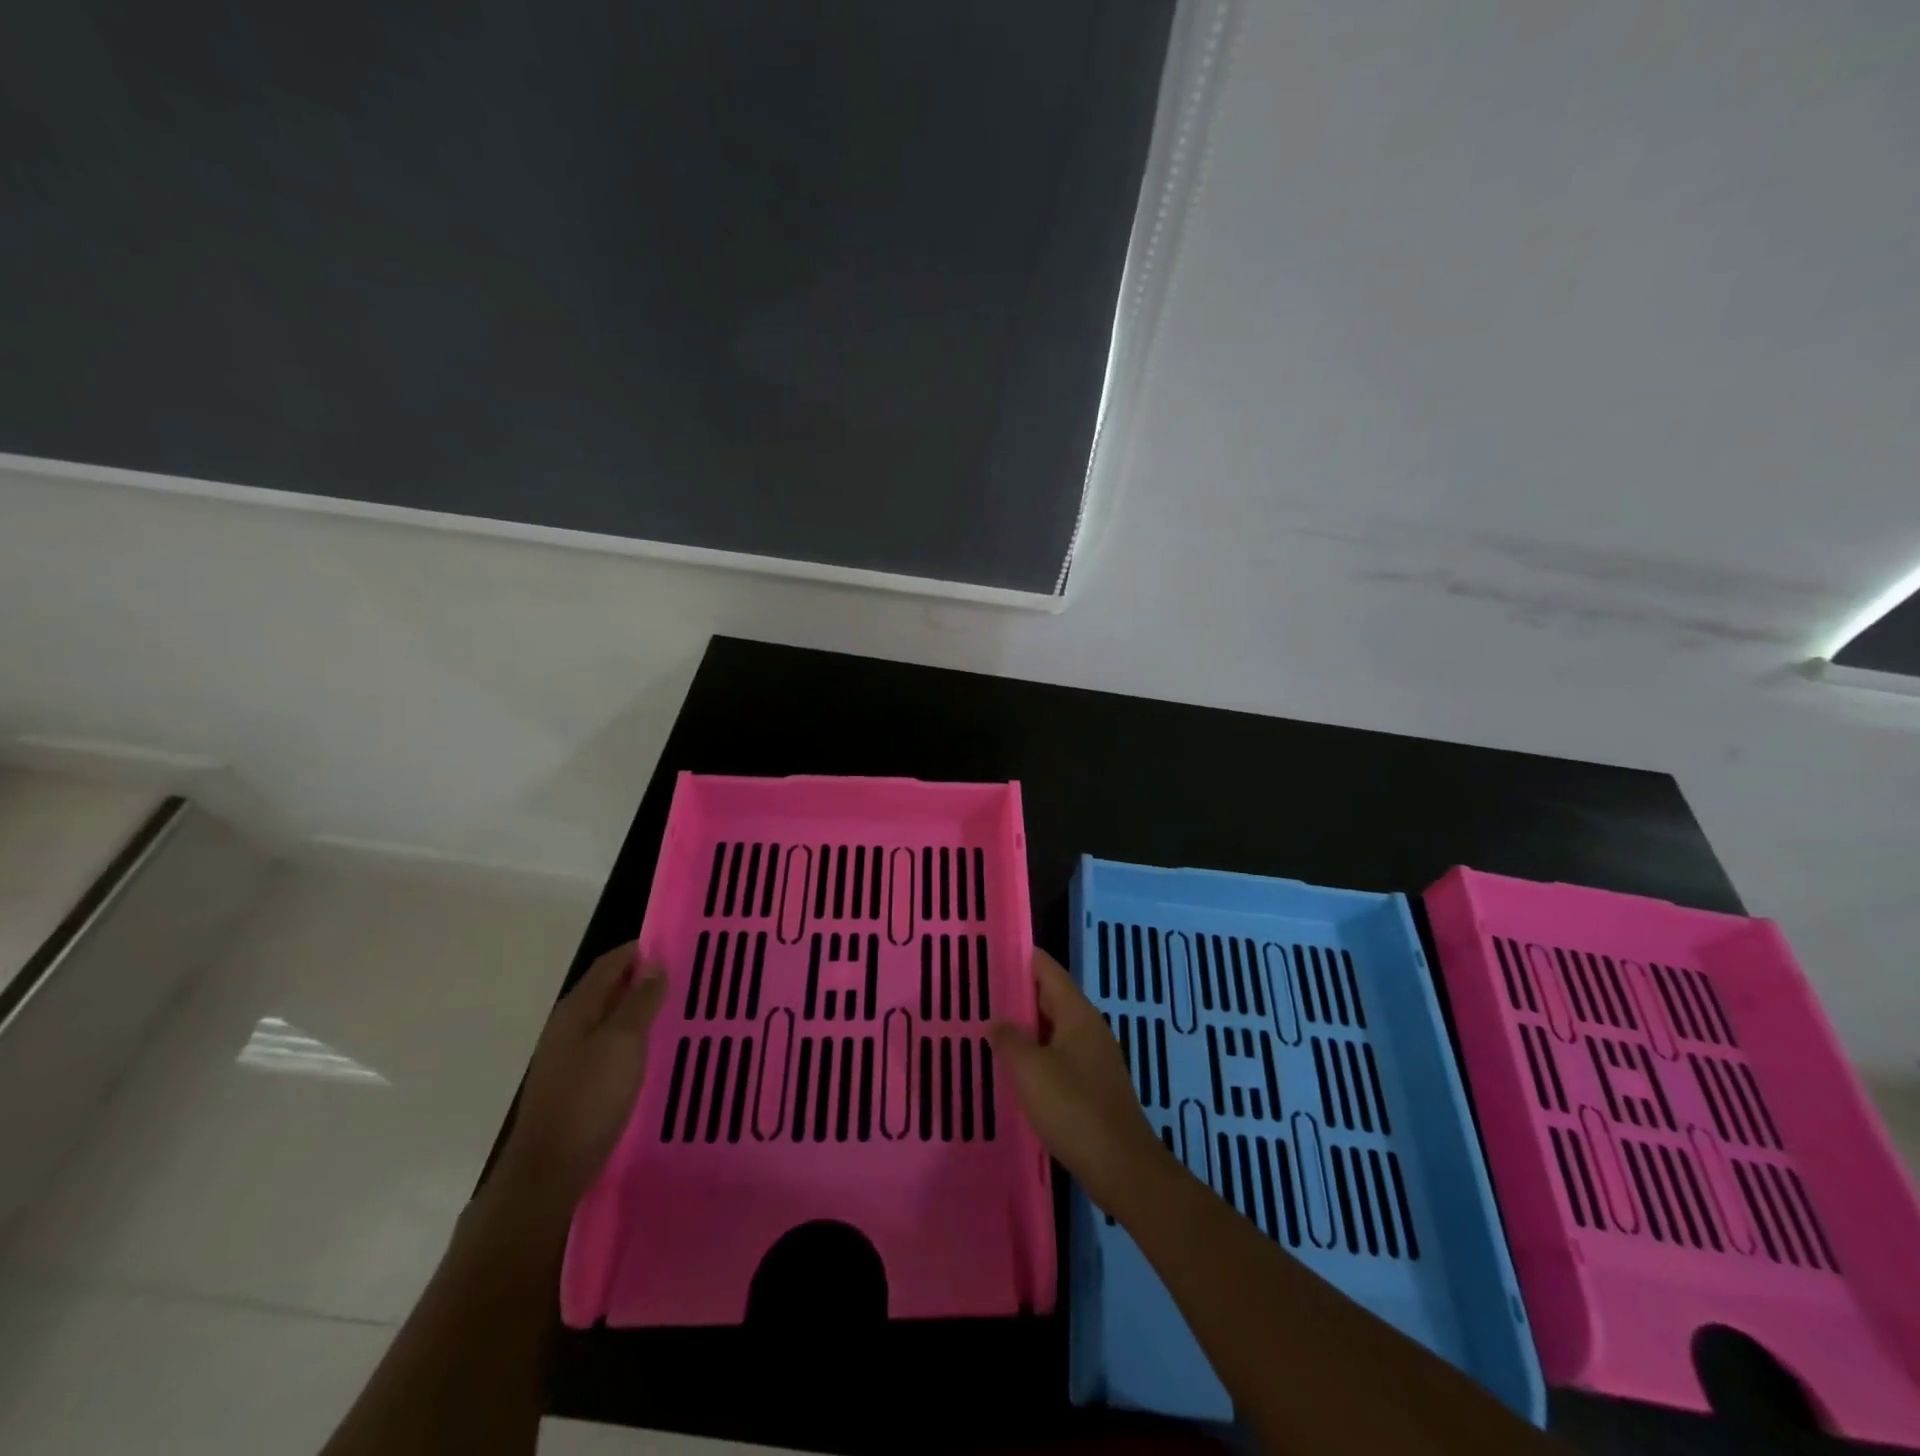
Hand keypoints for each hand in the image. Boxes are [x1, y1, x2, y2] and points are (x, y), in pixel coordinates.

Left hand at [494, 942, 666, 1213]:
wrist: (549, 1171)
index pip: (612, 962)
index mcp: (577, 1007)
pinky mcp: (577, 1082)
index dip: (643, 949)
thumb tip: (654, 963)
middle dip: (645, 979)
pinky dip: (634, 1038)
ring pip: (611, 1018)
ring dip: (641, 1009)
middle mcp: (569, 1024)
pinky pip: (611, 1045)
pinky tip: (656, 1049)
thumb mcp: (623, 1042)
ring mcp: (570, 1055)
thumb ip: (640, 1000)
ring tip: (679, 1009)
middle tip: (688, 976)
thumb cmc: (589, 1098)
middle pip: (610, 988)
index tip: (681, 945)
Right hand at [989, 949, 1171, 1215]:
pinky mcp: (1093, 1086)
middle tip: (980, 992)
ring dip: (1026, 1027)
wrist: (1121, 1167)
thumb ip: (1010, 1040)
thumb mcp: (1031, 1070)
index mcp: (1078, 1014)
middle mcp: (1089, 1028)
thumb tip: (996, 1021)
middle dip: (1018, 994)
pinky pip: (1059, 1056)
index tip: (991, 953)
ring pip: (1054, 1029)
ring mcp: (1093, 1058)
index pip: (1047, 969)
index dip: (1021, 958)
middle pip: (1051, 998)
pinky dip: (1037, 1054)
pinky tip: (1015, 1069)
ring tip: (990, 1028)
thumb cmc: (1074, 1109)